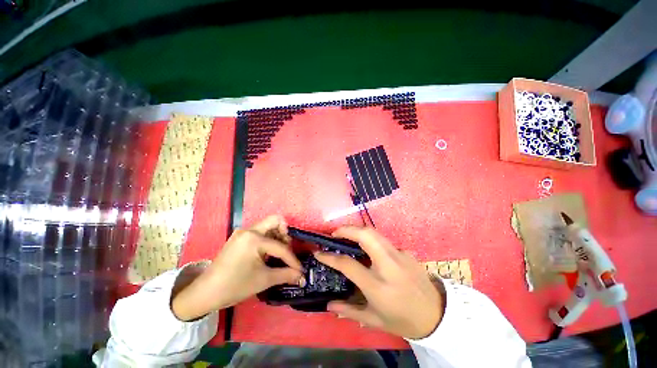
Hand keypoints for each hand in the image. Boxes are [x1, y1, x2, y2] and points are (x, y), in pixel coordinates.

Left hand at [172, 215, 303, 320]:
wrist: (205, 293)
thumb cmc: (234, 286)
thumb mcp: (263, 280)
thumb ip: (286, 275)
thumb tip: (302, 276)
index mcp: (254, 238)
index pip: (281, 247)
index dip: (292, 259)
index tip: (300, 269)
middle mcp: (249, 230)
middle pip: (275, 220)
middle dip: (286, 233)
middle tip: (288, 248)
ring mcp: (243, 232)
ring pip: (268, 225)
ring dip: (277, 235)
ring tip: (280, 251)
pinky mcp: (239, 237)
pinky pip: (260, 232)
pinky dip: (268, 239)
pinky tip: (269, 252)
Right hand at [315, 227, 443, 338]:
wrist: (437, 315)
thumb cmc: (403, 320)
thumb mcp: (374, 320)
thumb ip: (349, 311)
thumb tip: (329, 305)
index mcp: (378, 285)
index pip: (348, 264)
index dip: (330, 257)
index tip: (319, 253)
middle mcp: (389, 265)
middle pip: (365, 235)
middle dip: (347, 229)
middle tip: (335, 233)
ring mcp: (400, 255)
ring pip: (375, 233)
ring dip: (358, 230)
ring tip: (347, 235)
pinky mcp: (406, 252)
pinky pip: (384, 241)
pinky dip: (372, 240)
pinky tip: (370, 250)